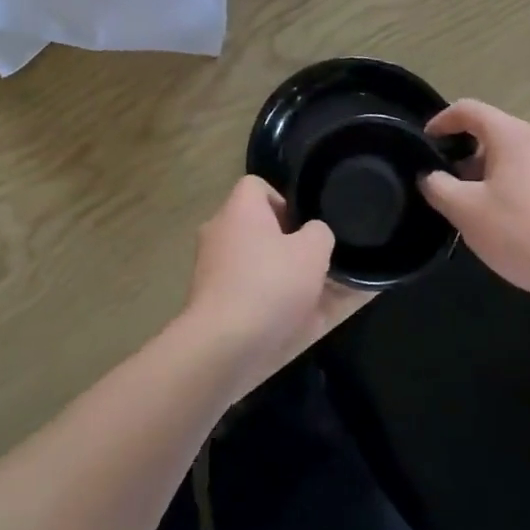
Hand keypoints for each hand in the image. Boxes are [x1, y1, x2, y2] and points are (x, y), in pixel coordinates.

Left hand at [184, 177, 370, 394]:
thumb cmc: (270, 284)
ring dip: (282, 276)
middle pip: (256, 227)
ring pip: (254, 262)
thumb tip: (313, 233)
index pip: (256, 186)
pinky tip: (295, 321)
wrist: (223, 343)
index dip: (283, 200)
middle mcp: (218, 231)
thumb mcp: (313, 252)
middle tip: (313, 263)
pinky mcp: (210, 300)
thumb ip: (319, 234)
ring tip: (314, 297)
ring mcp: (210, 267)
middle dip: (287, 244)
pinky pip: (246, 291)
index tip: (303, 227)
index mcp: (238, 209)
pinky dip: (268, 301)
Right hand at [420, 100, 529, 305]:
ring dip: (490, 172)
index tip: (425, 143)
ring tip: (477, 206)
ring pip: (516, 155)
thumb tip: (431, 175)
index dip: (441, 121)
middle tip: (448, 184)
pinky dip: (515, 185)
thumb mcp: (465, 211)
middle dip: (465, 154)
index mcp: (514, 135)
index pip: (469, 110)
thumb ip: (438, 186)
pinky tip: (511, 220)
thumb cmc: (521, 236)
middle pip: (494, 132)